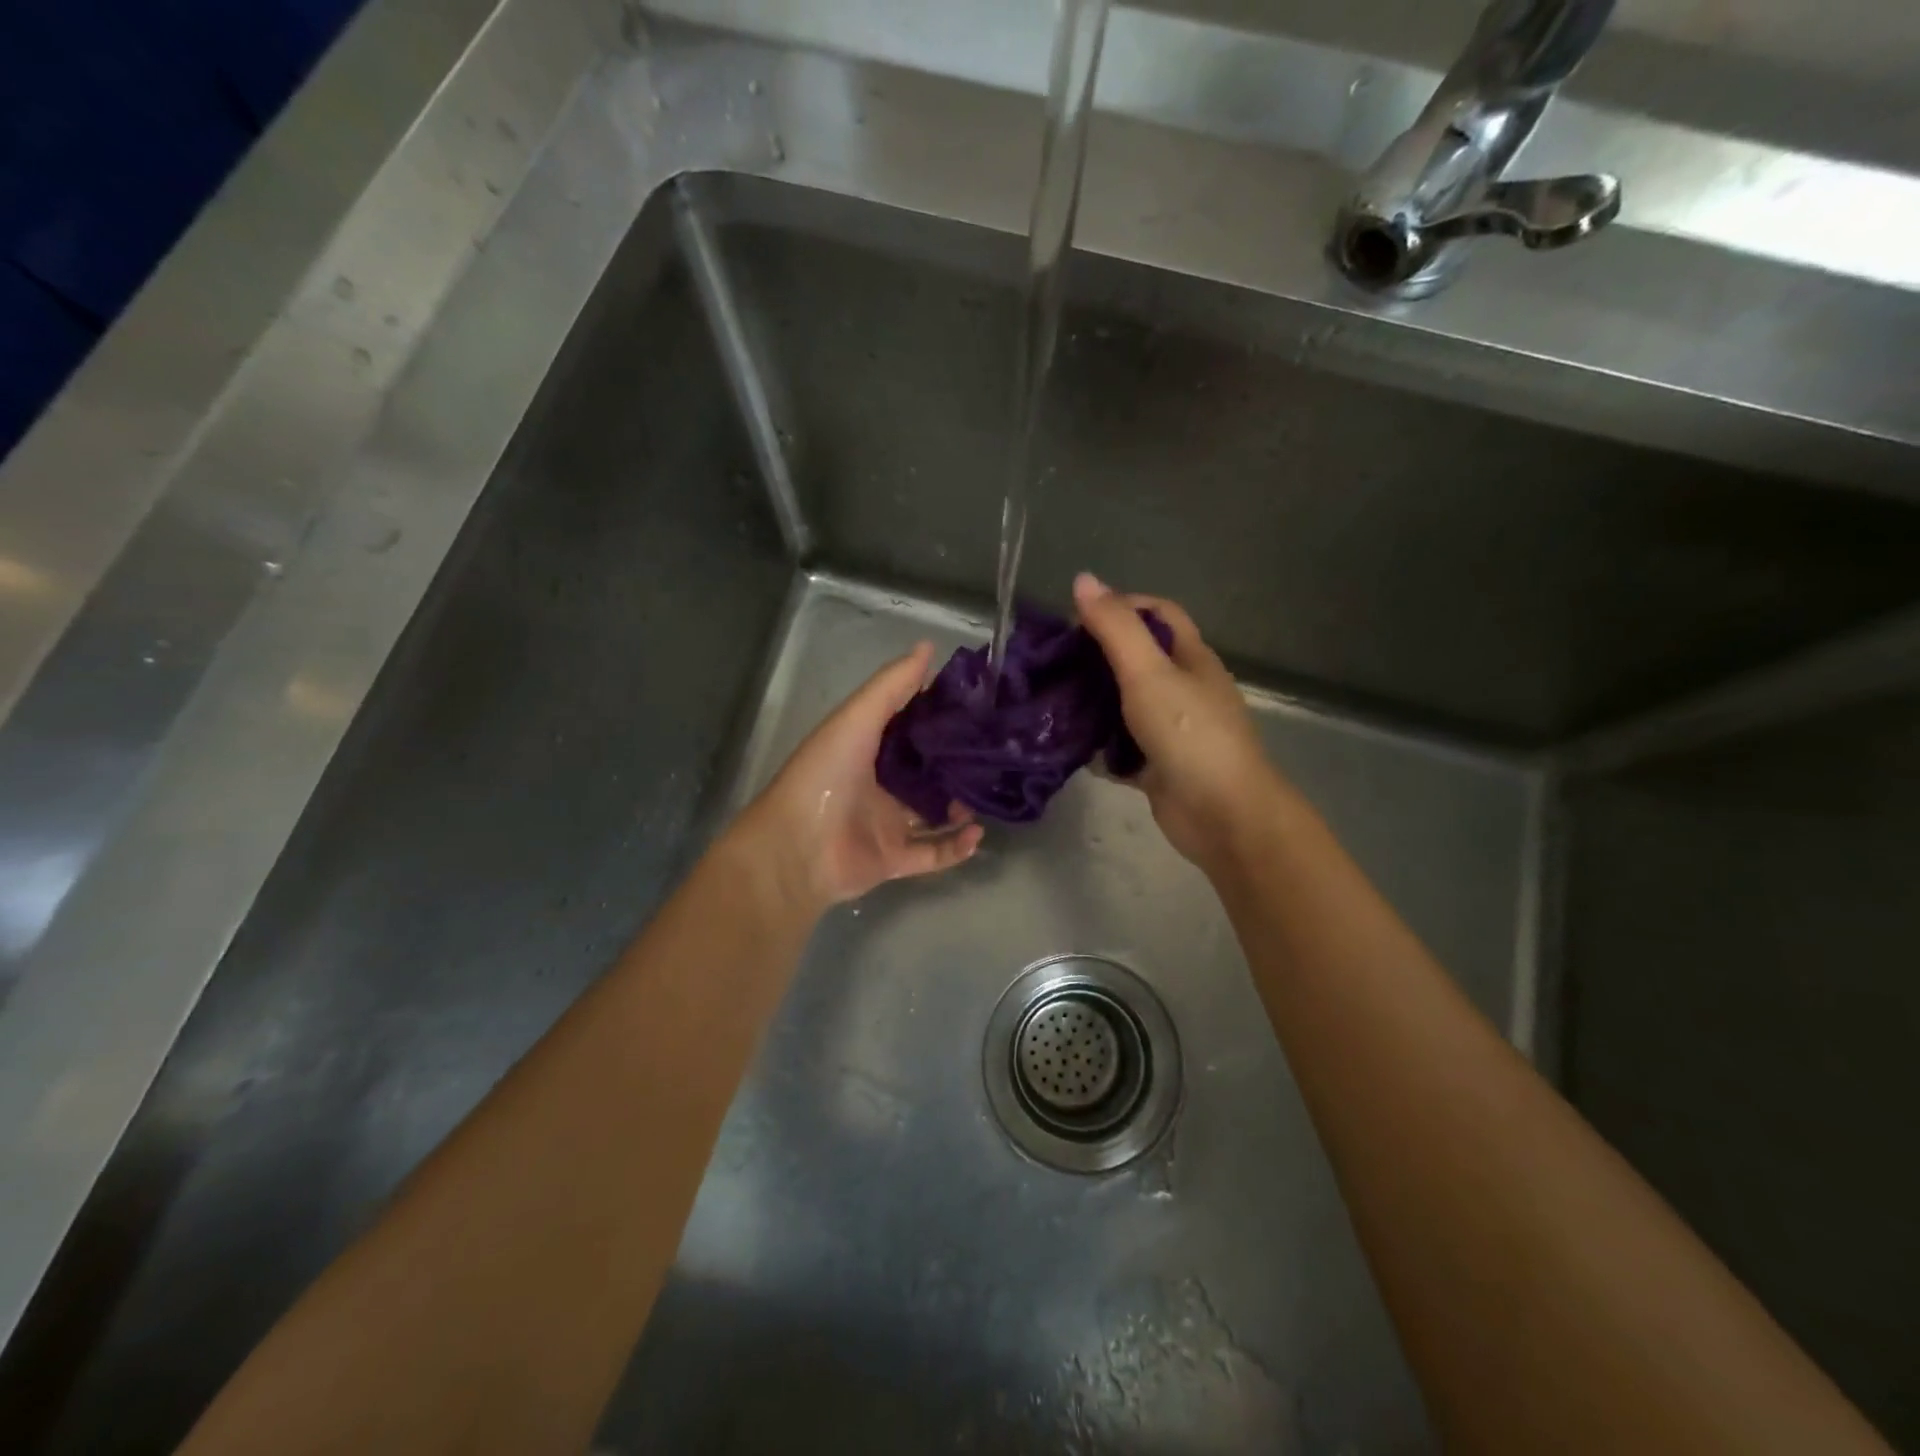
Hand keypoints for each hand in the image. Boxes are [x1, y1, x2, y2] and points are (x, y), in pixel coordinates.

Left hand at [737, 642, 983, 912]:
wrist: (797, 848)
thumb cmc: (825, 775)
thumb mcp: (857, 719)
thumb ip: (892, 685)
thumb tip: (929, 646)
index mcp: (864, 749)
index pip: (907, 727)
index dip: (937, 715)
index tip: (975, 704)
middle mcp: (876, 785)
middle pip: (923, 772)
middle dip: (954, 764)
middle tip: (990, 752)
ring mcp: (885, 824)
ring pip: (932, 813)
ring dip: (959, 806)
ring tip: (986, 793)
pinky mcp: (893, 859)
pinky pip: (933, 853)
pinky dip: (956, 847)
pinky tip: (977, 834)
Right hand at [1074, 573, 1291, 871]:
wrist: (1222, 815)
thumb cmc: (1188, 734)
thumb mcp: (1148, 673)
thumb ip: (1115, 628)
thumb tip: (1083, 579)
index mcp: (1191, 658)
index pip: (1158, 613)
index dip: (1121, 606)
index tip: (1077, 620)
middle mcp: (1184, 689)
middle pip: (1138, 659)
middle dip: (1097, 656)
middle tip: (1054, 662)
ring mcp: (1172, 730)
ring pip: (1127, 705)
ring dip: (1094, 702)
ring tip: (1052, 700)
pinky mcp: (1159, 766)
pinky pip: (1122, 748)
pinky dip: (1099, 746)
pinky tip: (1069, 746)